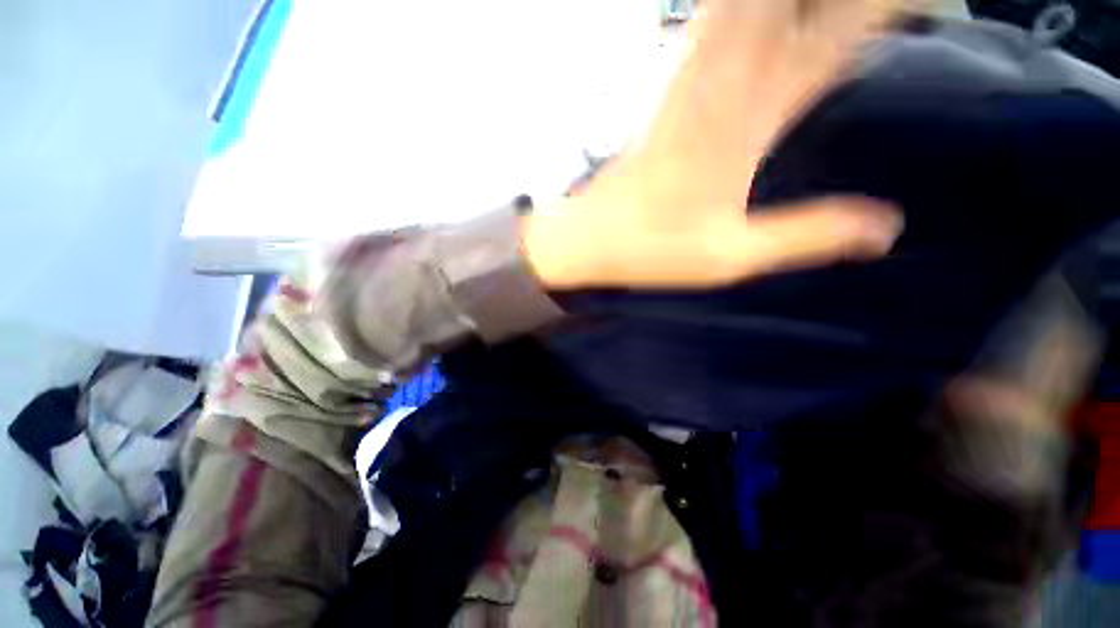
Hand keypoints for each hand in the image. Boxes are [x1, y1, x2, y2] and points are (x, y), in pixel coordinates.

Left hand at [524, 0, 904, 288]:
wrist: (591, 237)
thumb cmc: (652, 249)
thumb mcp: (731, 256)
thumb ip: (807, 236)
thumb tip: (889, 229)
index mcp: (748, 122)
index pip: (835, 36)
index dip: (883, 5)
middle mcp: (722, 83)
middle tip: (874, 9)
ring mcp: (687, 79)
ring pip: (744, 2)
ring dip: (787, 0)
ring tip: (816, 11)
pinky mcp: (665, 89)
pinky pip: (708, 21)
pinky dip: (737, 11)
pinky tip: (757, 17)